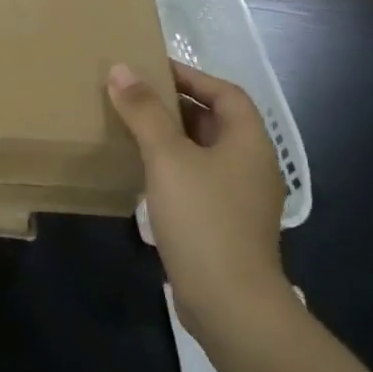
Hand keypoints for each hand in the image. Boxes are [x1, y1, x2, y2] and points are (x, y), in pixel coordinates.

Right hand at [107, 61, 290, 341]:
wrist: (229, 303)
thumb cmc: (203, 218)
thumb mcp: (167, 157)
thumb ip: (144, 111)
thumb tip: (120, 69)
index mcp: (249, 142)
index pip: (225, 93)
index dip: (191, 76)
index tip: (152, 68)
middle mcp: (252, 166)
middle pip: (216, 122)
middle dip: (177, 106)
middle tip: (134, 96)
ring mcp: (241, 199)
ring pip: (205, 154)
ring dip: (172, 138)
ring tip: (132, 129)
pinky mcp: (226, 226)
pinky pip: (199, 182)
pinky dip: (173, 169)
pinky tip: (143, 175)